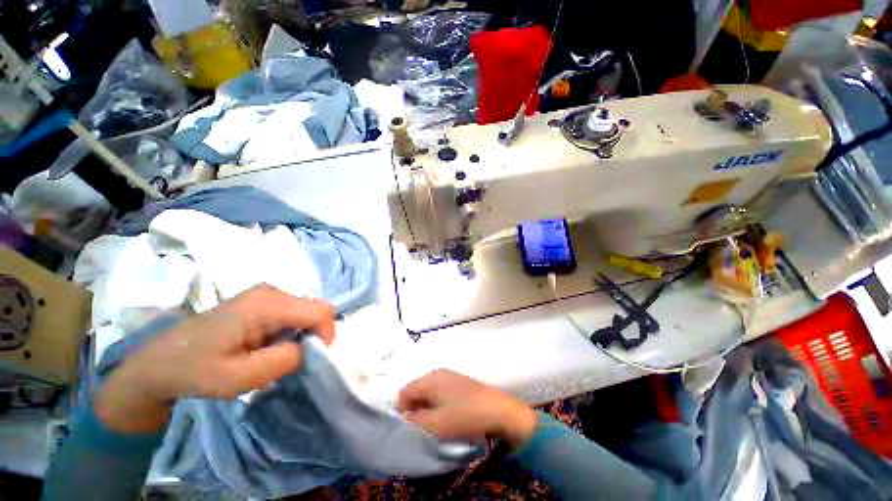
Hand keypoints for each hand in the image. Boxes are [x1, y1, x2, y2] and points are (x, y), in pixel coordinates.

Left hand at [94, 285, 334, 432]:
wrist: (158, 362)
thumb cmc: (195, 371)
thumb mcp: (239, 378)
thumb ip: (285, 360)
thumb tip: (313, 349)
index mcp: (267, 304)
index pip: (321, 311)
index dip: (326, 335)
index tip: (311, 360)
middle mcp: (272, 291)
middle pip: (316, 309)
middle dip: (313, 336)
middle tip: (292, 361)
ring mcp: (267, 293)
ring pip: (307, 311)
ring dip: (302, 335)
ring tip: (277, 355)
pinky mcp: (263, 299)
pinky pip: (294, 313)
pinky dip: (292, 331)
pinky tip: (269, 345)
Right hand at [397, 369, 537, 447]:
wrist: (497, 410)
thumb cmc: (463, 415)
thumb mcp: (435, 424)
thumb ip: (413, 423)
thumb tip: (401, 420)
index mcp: (429, 378)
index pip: (404, 392)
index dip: (400, 411)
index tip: (403, 430)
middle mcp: (437, 373)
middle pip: (416, 391)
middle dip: (413, 410)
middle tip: (417, 430)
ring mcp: (449, 377)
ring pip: (428, 394)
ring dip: (425, 410)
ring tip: (431, 427)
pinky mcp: (459, 384)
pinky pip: (440, 394)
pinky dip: (437, 407)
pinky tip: (444, 419)